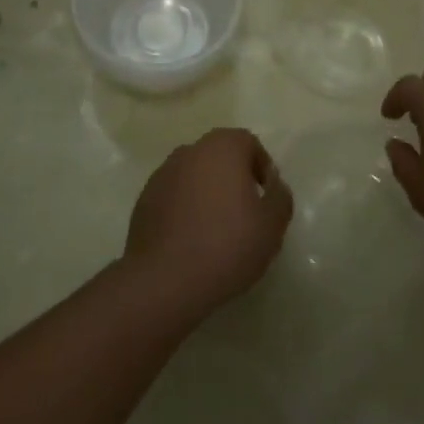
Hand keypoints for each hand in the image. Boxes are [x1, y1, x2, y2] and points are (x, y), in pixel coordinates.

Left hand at [124, 127, 292, 320]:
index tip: (265, 198)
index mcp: (222, 148)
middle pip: (219, 156)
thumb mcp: (272, 225)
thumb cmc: (226, 245)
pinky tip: (191, 240)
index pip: (248, 143)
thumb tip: (272, 183)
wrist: (164, 280)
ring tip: (216, 230)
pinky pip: (174, 196)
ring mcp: (162, 174)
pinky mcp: (143, 200)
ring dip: (207, 193)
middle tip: (245, 213)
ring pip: (194, 175)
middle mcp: (190, 151)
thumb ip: (280, 196)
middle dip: (234, 178)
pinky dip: (185, 209)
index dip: (261, 167)